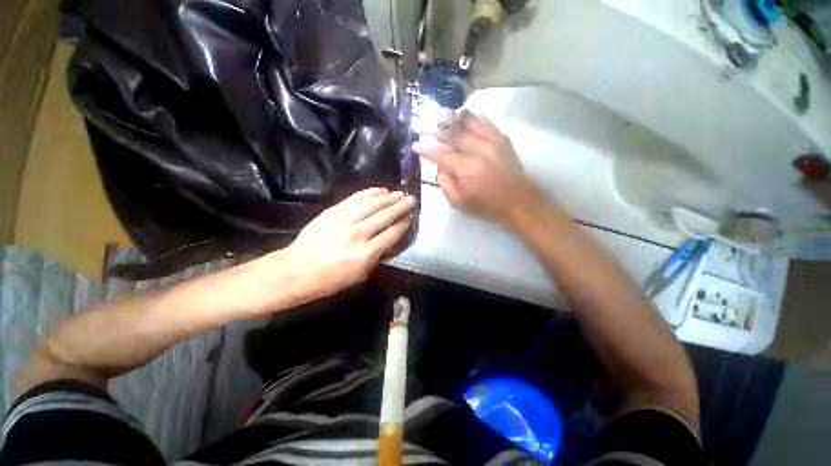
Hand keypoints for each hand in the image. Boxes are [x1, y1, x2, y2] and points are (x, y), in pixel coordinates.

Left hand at [278, 188, 415, 300]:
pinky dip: (369, 192)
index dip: (404, 224)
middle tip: (412, 199)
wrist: (296, 270)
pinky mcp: (333, 212)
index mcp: (366, 253)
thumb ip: (377, 256)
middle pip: (385, 216)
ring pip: (372, 204)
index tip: (411, 216)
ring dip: (388, 197)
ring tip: (399, 193)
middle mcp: (358, 234)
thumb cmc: (330, 279)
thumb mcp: (360, 275)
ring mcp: (344, 220)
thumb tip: (388, 239)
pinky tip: (380, 190)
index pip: (392, 233)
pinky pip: (355, 199)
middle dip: (401, 206)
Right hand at [412, 110, 540, 225]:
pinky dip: (470, 117)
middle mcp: (478, 149)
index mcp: (466, 169)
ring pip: (467, 120)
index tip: (415, 144)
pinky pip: (483, 120)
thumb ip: (444, 181)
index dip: (425, 147)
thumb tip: (438, 163)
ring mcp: (492, 140)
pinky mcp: (502, 137)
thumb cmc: (486, 206)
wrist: (519, 202)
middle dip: (434, 129)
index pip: (440, 153)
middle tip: (423, 127)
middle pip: (452, 133)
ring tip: (441, 120)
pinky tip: (462, 118)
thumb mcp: (458, 201)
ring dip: (451, 119)